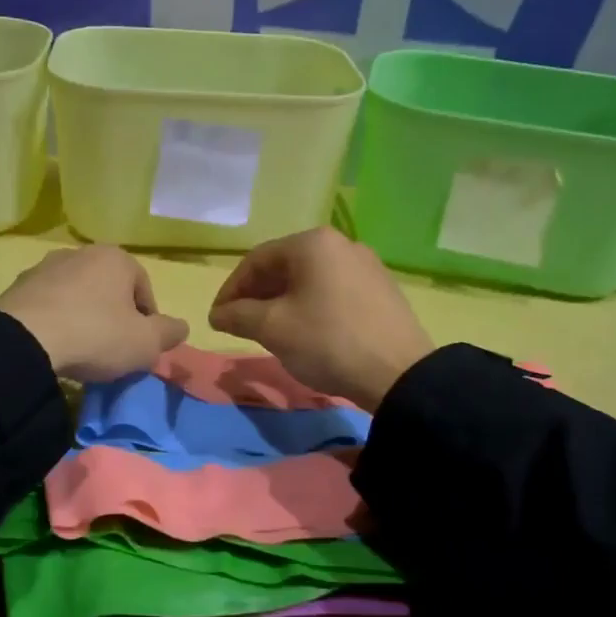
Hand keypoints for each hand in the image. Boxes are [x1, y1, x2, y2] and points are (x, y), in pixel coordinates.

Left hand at [0, 245, 188, 382]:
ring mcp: (45, 267)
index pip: (144, 289)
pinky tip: (54, 346)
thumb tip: (181, 327)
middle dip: (114, 316)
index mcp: (116, 258)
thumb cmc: (96, 335)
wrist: (24, 341)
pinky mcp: (17, 287)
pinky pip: (48, 305)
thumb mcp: (146, 343)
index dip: (147, 321)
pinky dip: (55, 322)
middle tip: (113, 349)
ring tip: (81, 350)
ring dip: (83, 317)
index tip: (140, 347)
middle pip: (109, 289)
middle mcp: (80, 253)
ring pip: (77, 295)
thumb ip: (168, 333)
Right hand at [209, 227, 432, 410]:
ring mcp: (366, 265)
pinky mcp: (381, 289)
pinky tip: (305, 331)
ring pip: (310, 279)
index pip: (257, 260)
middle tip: (239, 324)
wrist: (398, 373)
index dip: (231, 289)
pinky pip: (333, 290)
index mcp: (312, 243)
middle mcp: (341, 244)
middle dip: (257, 295)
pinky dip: (310, 305)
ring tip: (268, 330)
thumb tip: (217, 314)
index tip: (217, 318)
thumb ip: (238, 316)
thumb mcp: (273, 329)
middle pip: (284, 266)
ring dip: (282, 301)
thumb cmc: (327, 341)